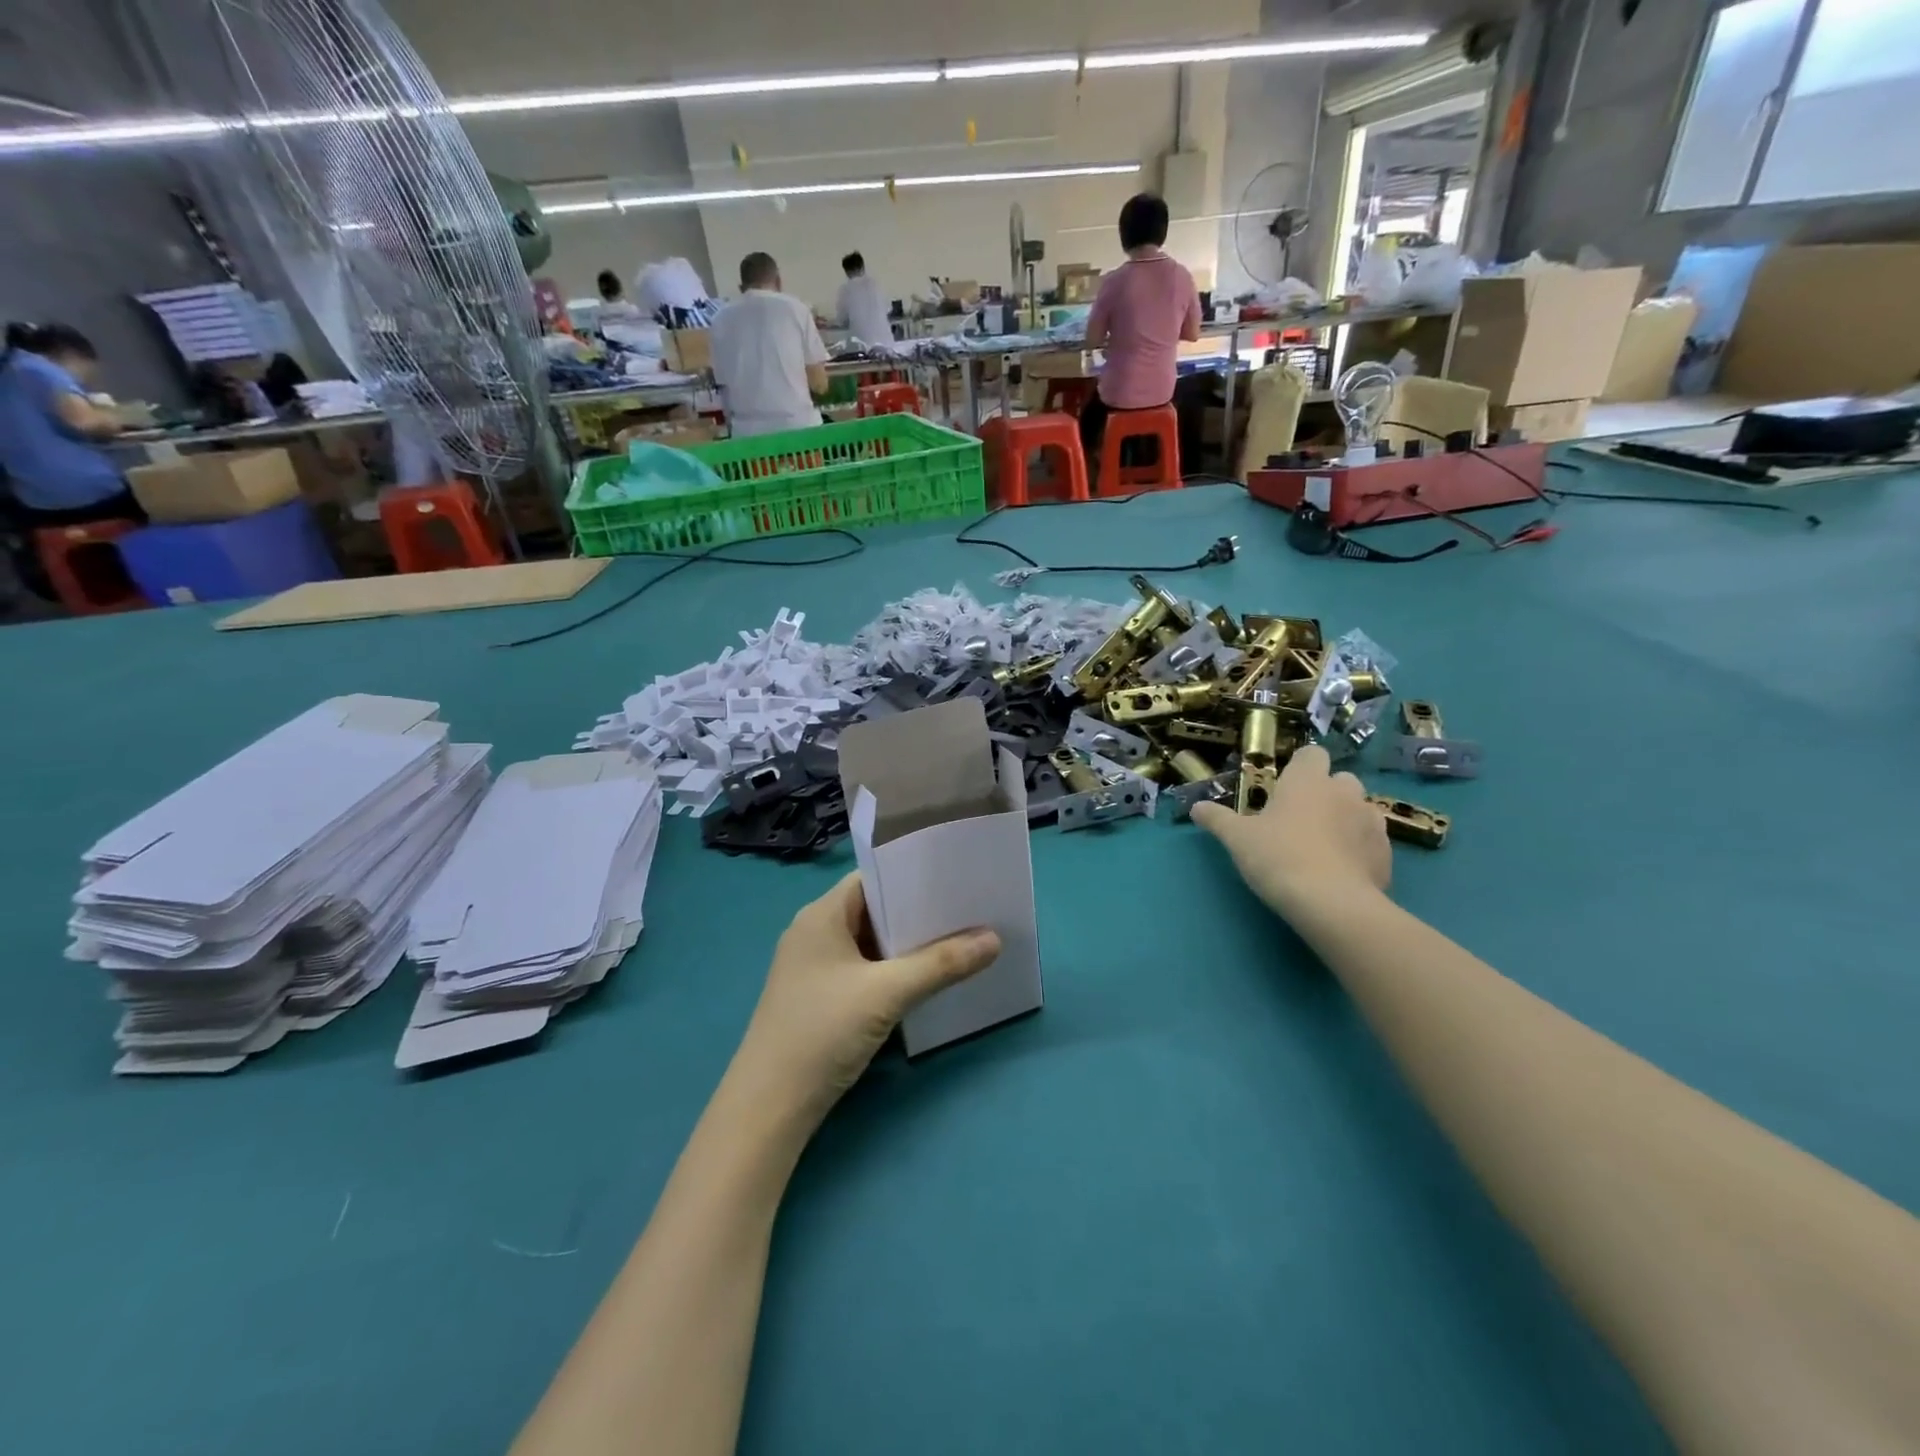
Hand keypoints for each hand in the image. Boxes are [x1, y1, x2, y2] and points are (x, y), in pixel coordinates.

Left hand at [733, 874, 1000, 1124]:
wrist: (769, 1107)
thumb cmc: (822, 1031)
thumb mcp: (887, 993)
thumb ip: (941, 963)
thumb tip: (994, 938)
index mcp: (821, 915)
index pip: (872, 878)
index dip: (911, 875)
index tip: (954, 878)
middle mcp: (814, 933)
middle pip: (873, 910)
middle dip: (917, 912)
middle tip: (967, 909)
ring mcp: (815, 968)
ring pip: (870, 943)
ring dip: (907, 945)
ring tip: (957, 939)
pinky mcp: (820, 998)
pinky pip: (864, 970)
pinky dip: (892, 970)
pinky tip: (925, 978)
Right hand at [1192, 746, 1390, 921]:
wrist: (1331, 903)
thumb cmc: (1278, 857)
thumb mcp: (1237, 838)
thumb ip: (1217, 819)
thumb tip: (1196, 807)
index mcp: (1308, 780)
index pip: (1312, 754)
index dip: (1301, 767)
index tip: (1285, 786)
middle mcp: (1345, 792)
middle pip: (1341, 780)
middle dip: (1326, 793)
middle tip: (1301, 819)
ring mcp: (1372, 822)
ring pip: (1360, 810)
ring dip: (1346, 820)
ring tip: (1323, 846)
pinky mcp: (1387, 854)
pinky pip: (1372, 842)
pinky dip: (1359, 850)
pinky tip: (1341, 871)